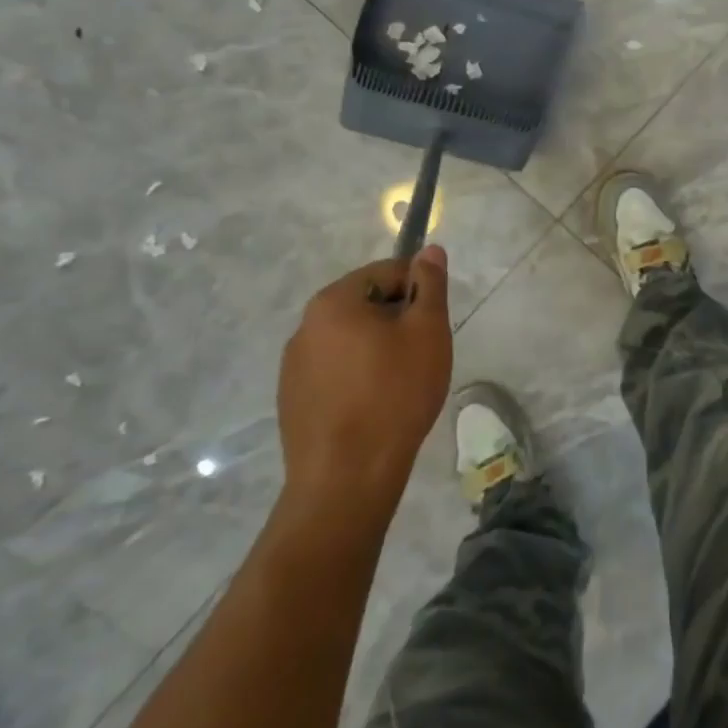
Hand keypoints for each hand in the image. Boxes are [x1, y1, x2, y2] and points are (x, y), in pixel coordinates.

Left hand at [277, 246, 452, 525]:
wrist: (347, 476)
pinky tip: (376, 405)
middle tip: (423, 351)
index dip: (419, 289)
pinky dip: (358, 376)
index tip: (435, 322)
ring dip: (377, 348)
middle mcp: (304, 326)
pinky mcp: (292, 400)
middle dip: (397, 319)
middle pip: (365, 304)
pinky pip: (334, 371)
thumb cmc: (395, 393)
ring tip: (401, 382)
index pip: (386, 272)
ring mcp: (293, 366)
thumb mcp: (427, 331)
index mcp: (333, 301)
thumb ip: (430, 285)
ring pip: (349, 339)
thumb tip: (430, 251)